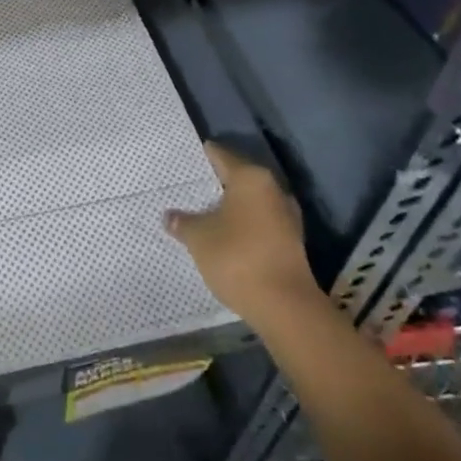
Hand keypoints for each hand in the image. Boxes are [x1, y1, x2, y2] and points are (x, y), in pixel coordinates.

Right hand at [167, 142, 327, 327]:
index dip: (202, 156)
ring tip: (204, 212)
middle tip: (189, 188)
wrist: (285, 305)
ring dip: (231, 206)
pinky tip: (225, 235)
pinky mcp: (291, 241)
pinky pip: (261, 222)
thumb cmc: (237, 257)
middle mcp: (273, 189)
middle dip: (216, 183)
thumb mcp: (199, 238)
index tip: (185, 158)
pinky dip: (244, 225)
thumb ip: (182, 222)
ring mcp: (286, 215)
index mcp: (251, 178)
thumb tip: (169, 215)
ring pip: (251, 202)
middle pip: (239, 178)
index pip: (221, 156)